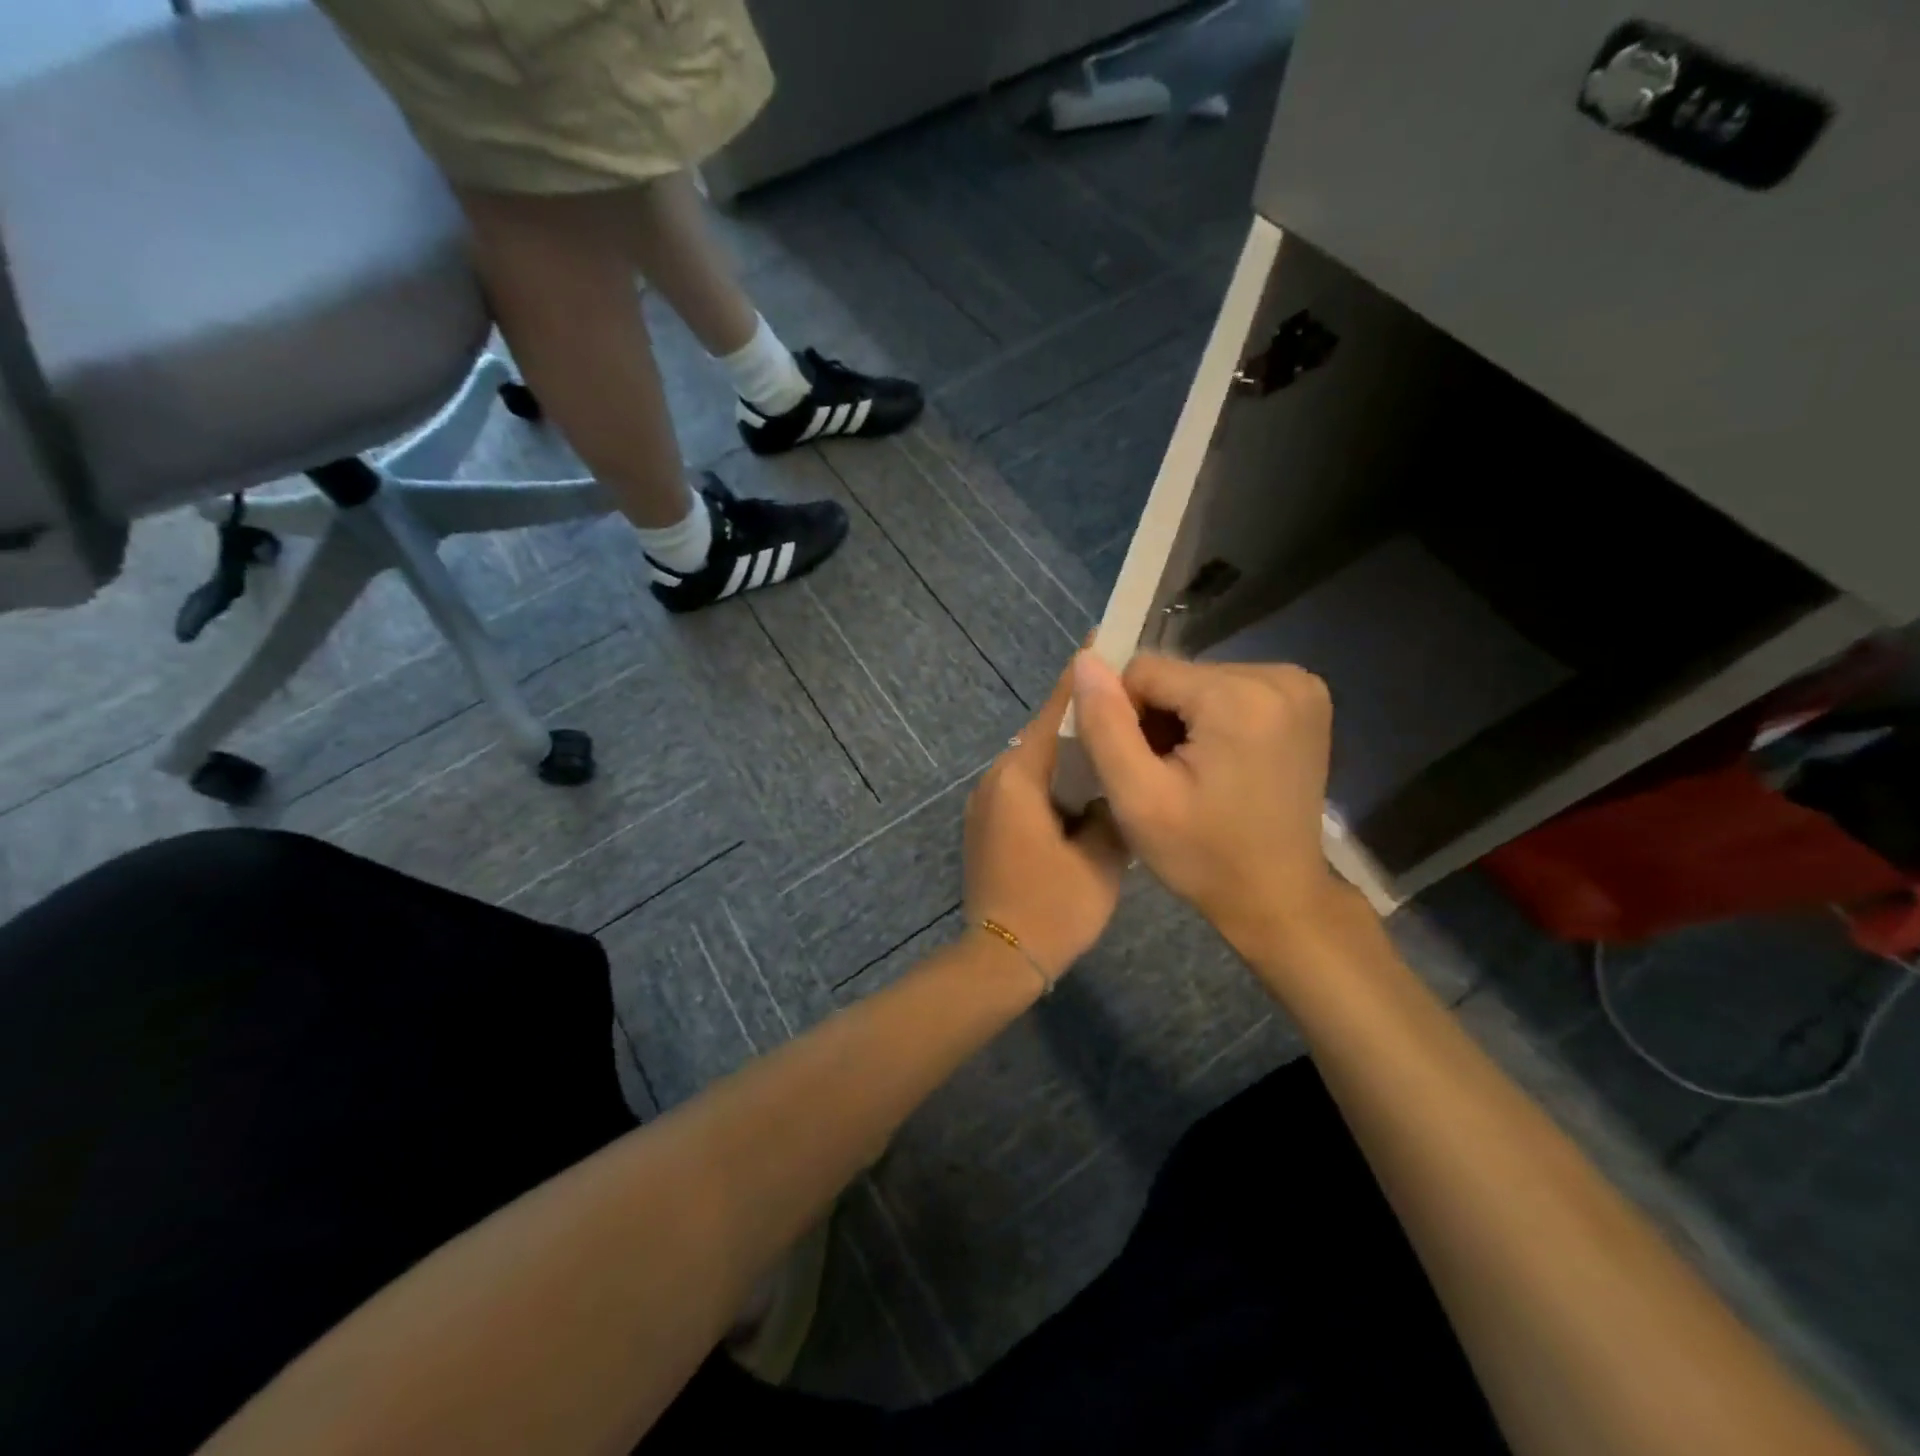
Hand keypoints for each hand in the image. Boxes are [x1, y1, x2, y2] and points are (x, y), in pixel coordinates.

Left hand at [964, 662, 1130, 979]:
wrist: (1000, 957)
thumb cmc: (1053, 908)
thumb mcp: (1101, 859)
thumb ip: (1110, 810)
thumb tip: (1112, 787)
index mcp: (1020, 777)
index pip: (1055, 714)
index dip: (1081, 679)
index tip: (1104, 643)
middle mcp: (996, 778)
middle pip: (1044, 732)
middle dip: (1082, 715)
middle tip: (1126, 699)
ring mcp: (987, 800)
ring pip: (1035, 758)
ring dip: (1069, 748)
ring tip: (1113, 738)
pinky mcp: (988, 821)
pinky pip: (1026, 783)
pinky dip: (1054, 775)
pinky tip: (1085, 783)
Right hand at [1069, 650, 1353, 958]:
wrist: (1278, 897)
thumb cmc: (1203, 856)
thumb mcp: (1138, 797)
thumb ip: (1105, 724)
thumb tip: (1085, 659)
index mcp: (1239, 697)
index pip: (1144, 671)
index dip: (1126, 717)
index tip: (1140, 768)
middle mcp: (1279, 676)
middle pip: (1175, 675)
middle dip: (1157, 719)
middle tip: (1163, 776)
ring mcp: (1299, 686)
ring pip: (1198, 682)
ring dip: (1182, 721)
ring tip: (1189, 774)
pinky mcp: (1304, 698)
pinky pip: (1229, 690)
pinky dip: (1211, 721)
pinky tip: (1216, 764)